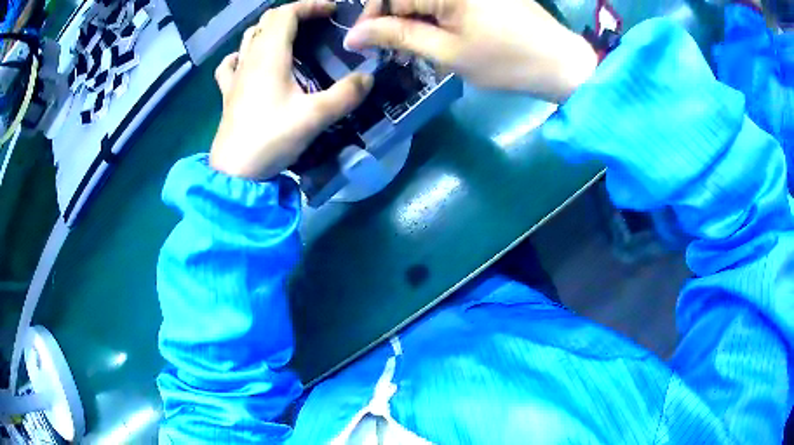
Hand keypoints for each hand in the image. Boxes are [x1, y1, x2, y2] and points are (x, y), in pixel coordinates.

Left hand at [210, 0, 373, 180]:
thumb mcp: (314, 117)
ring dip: (271, 29)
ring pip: (250, 37)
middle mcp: (250, 58)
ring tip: (291, 38)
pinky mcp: (228, 93)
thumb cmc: (271, 139)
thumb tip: (368, 78)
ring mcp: (235, 75)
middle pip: (267, 20)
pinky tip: (250, 61)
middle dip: (294, 14)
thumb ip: (345, 95)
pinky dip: (242, 54)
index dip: (310, 6)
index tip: (332, 11)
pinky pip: (231, 63)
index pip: (286, 13)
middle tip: (317, 24)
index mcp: (270, 55)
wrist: (235, 172)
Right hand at [344, 0, 597, 102]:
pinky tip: (437, 32)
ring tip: (414, 44)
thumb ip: (398, 36)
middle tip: (390, 47)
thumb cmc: (506, 62)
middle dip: (392, 18)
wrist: (561, 63)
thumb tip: (354, 35)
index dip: (371, 18)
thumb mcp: (447, 52)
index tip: (361, 43)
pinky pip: (445, 0)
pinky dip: (434, 14)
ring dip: (413, 17)